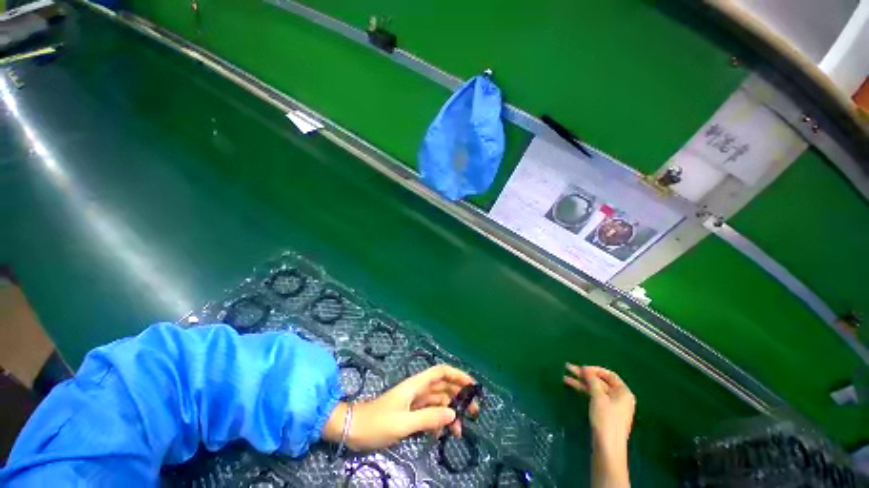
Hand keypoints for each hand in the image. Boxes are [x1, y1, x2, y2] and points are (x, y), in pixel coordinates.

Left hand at [323, 365, 477, 451]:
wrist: (352, 429)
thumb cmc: (376, 423)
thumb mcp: (403, 423)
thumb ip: (428, 418)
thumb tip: (453, 414)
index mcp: (416, 385)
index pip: (441, 372)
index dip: (457, 375)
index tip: (472, 387)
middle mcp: (417, 390)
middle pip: (443, 387)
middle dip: (459, 397)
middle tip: (474, 414)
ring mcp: (414, 401)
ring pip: (438, 402)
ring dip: (450, 413)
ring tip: (459, 431)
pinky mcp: (410, 413)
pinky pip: (429, 414)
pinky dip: (437, 422)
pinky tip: (440, 436)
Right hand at [564, 364, 634, 451]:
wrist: (607, 447)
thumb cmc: (606, 419)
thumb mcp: (598, 397)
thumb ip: (592, 380)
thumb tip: (585, 368)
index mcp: (623, 392)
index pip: (609, 374)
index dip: (594, 369)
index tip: (581, 368)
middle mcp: (619, 397)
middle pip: (600, 381)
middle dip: (584, 375)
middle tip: (568, 368)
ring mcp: (612, 405)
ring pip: (595, 389)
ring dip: (581, 382)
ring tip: (565, 377)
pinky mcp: (604, 412)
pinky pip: (593, 396)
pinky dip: (583, 390)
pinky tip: (573, 386)